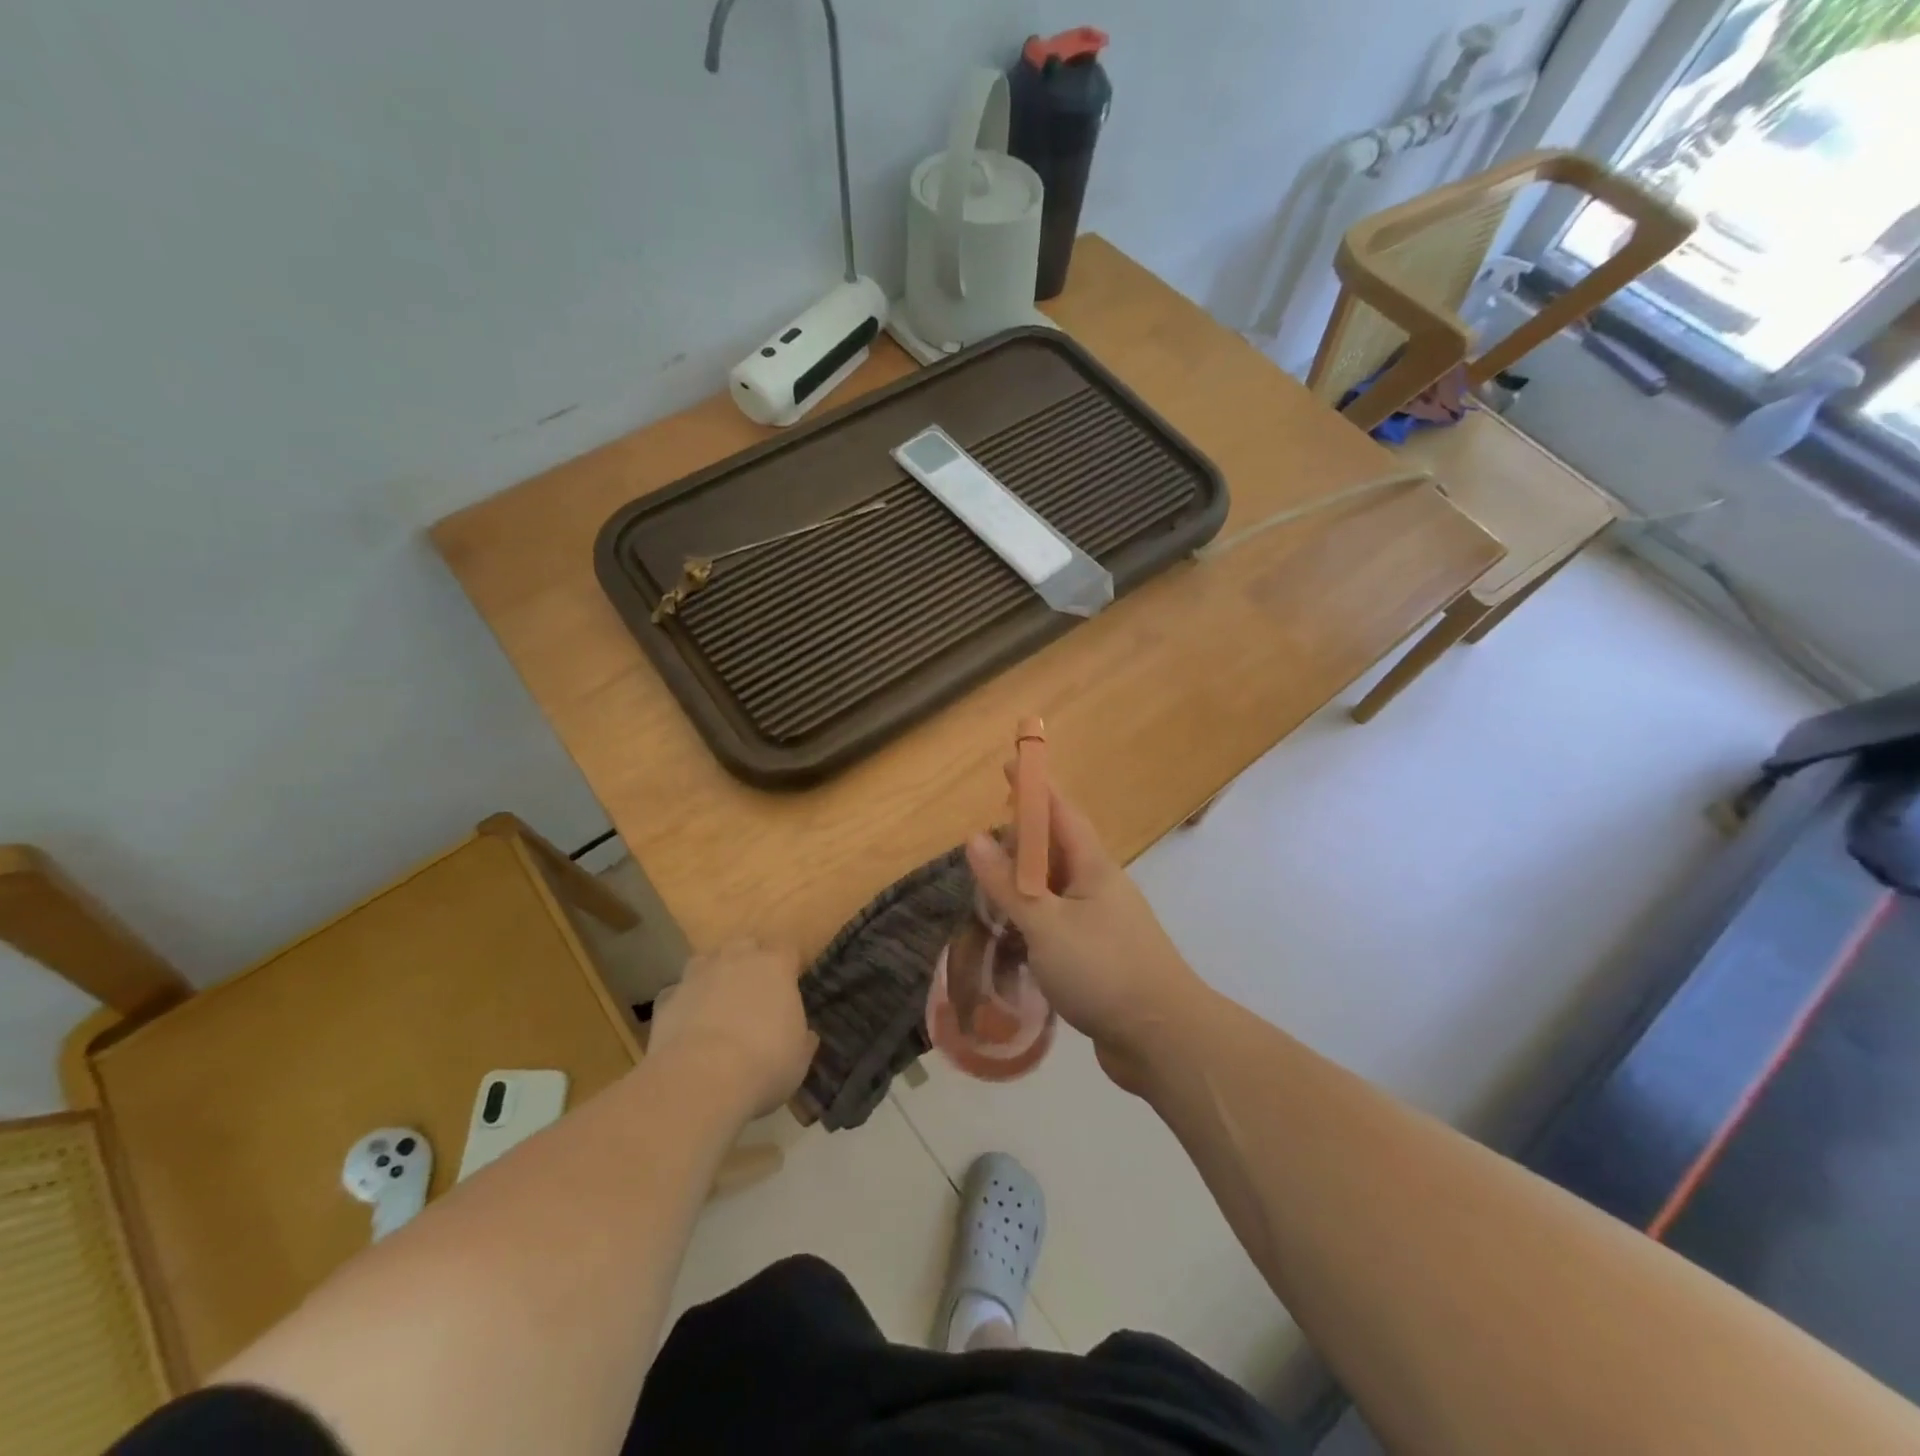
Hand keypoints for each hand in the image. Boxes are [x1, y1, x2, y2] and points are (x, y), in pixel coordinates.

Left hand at [648, 939, 816, 1117]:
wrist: (701, 1080)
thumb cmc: (764, 1064)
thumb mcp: (798, 1059)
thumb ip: (802, 1039)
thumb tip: (806, 1036)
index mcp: (775, 967)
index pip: (787, 950)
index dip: (787, 966)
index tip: (789, 985)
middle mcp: (736, 960)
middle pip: (745, 946)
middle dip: (748, 962)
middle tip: (752, 992)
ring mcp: (697, 976)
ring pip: (706, 961)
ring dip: (712, 976)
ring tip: (716, 1003)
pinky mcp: (666, 999)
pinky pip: (677, 993)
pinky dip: (682, 1003)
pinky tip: (686, 1025)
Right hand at [966, 779, 1205, 1093]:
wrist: (1163, 1037)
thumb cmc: (1103, 969)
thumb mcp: (1045, 924)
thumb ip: (1008, 884)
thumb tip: (974, 838)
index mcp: (1092, 867)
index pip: (1059, 812)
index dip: (1034, 787)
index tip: (1009, 765)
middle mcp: (1100, 886)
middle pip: (1057, 849)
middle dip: (1023, 838)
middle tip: (984, 840)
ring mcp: (1103, 921)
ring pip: (1057, 888)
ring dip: (1026, 883)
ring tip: (992, 885)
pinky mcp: (1100, 955)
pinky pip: (1060, 921)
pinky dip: (1035, 918)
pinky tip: (1015, 933)